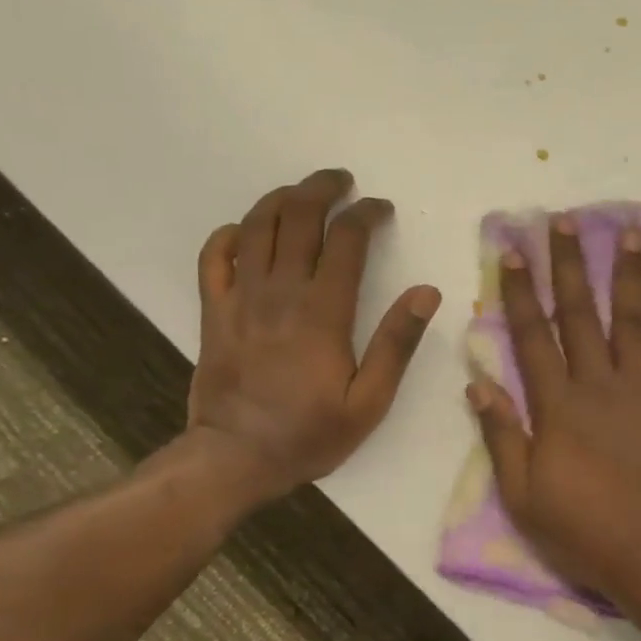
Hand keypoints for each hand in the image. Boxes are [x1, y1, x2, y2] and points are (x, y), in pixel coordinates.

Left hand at [188, 169, 440, 497]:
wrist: (236, 458)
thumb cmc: (310, 433)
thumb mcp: (370, 400)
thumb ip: (397, 343)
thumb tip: (426, 292)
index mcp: (323, 312)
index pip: (346, 240)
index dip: (366, 214)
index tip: (381, 208)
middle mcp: (280, 293)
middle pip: (297, 218)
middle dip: (322, 189)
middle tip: (342, 182)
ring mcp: (240, 299)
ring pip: (255, 227)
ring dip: (280, 199)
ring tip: (301, 192)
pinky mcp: (213, 313)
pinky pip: (213, 258)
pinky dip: (229, 235)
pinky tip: (245, 231)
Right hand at [468, 215, 640, 599]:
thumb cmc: (583, 528)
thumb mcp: (522, 494)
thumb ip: (502, 435)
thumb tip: (478, 384)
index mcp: (557, 405)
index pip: (532, 336)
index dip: (519, 292)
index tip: (513, 251)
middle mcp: (598, 383)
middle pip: (579, 314)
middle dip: (569, 265)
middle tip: (565, 220)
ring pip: (630, 318)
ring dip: (626, 272)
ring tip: (628, 230)